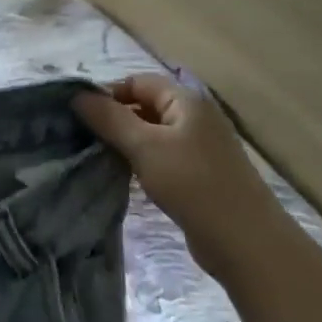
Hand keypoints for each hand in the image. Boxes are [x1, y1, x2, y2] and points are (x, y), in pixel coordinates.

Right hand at [74, 74, 272, 242]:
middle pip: (145, 105)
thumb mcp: (144, 146)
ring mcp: (199, 146)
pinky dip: (141, 160)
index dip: (108, 93)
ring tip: (97, 156)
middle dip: (114, 118)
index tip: (79, 116)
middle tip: (83, 138)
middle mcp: (195, 117)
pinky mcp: (198, 173)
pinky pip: (161, 155)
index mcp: (187, 100)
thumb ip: (109, 118)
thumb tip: (77, 95)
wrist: (243, 240)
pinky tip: (123, 175)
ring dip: (125, 141)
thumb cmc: (193, 184)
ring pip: (152, 132)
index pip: (138, 81)